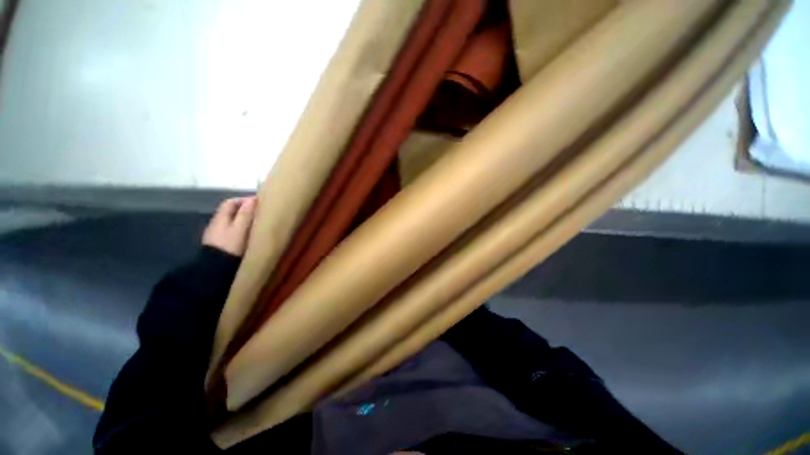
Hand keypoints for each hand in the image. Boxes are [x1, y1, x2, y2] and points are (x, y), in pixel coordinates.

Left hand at [202, 196, 256, 256]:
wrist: (214, 271)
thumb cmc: (229, 247)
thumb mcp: (240, 229)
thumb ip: (245, 214)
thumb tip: (252, 199)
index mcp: (221, 216)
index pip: (231, 202)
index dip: (244, 200)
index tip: (257, 204)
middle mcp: (215, 223)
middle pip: (228, 213)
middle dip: (241, 212)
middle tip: (255, 216)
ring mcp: (213, 236)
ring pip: (227, 225)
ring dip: (237, 225)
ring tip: (250, 230)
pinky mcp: (214, 248)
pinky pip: (226, 236)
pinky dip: (234, 235)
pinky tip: (241, 242)